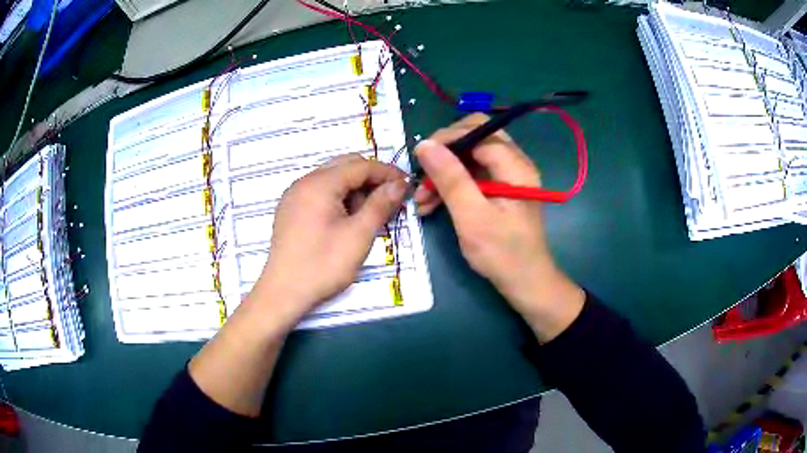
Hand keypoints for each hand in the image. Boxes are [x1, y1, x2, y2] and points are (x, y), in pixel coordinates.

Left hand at [252, 154, 406, 327]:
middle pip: (345, 167)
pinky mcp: (290, 210)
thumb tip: (399, 184)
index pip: (360, 165)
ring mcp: (294, 195)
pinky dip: (339, 198)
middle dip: (371, 179)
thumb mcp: (358, 235)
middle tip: (390, 200)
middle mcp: (304, 182)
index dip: (387, 172)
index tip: (407, 186)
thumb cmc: (323, 265)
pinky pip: (320, 193)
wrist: (283, 292)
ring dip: (355, 189)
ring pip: (333, 179)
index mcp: (319, 183)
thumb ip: (380, 205)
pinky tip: (347, 220)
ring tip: (369, 215)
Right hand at [414, 114, 584, 341]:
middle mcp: (514, 163)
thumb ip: (450, 178)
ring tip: (421, 199)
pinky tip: (433, 204)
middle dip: (444, 153)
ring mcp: (507, 176)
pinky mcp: (500, 190)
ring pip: (470, 157)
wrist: (526, 283)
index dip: (446, 138)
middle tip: (422, 174)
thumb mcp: (472, 217)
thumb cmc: (502, 253)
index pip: (478, 131)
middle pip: (474, 138)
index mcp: (515, 166)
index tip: (419, 158)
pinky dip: (452, 185)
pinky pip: (472, 175)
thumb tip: (424, 144)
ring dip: (444, 172)